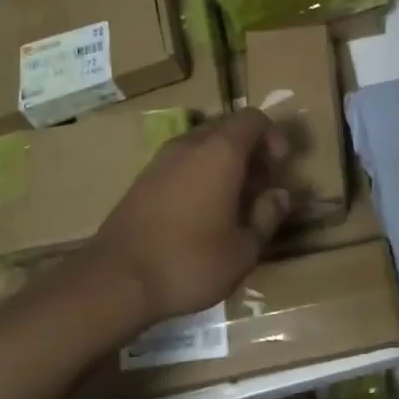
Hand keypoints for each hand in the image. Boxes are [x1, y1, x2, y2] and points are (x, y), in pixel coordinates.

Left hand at [93, 109, 292, 324]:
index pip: (253, 119)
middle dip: (250, 151)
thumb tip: (282, 195)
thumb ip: (268, 216)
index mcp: (220, 152)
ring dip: (224, 163)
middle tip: (260, 187)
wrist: (116, 280)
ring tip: (233, 202)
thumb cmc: (190, 262)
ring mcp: (161, 159)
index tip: (279, 167)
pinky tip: (201, 211)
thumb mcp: (244, 249)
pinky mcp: (143, 179)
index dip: (273, 136)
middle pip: (228, 128)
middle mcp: (190, 144)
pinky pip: (182, 161)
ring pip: (202, 145)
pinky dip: (199, 173)